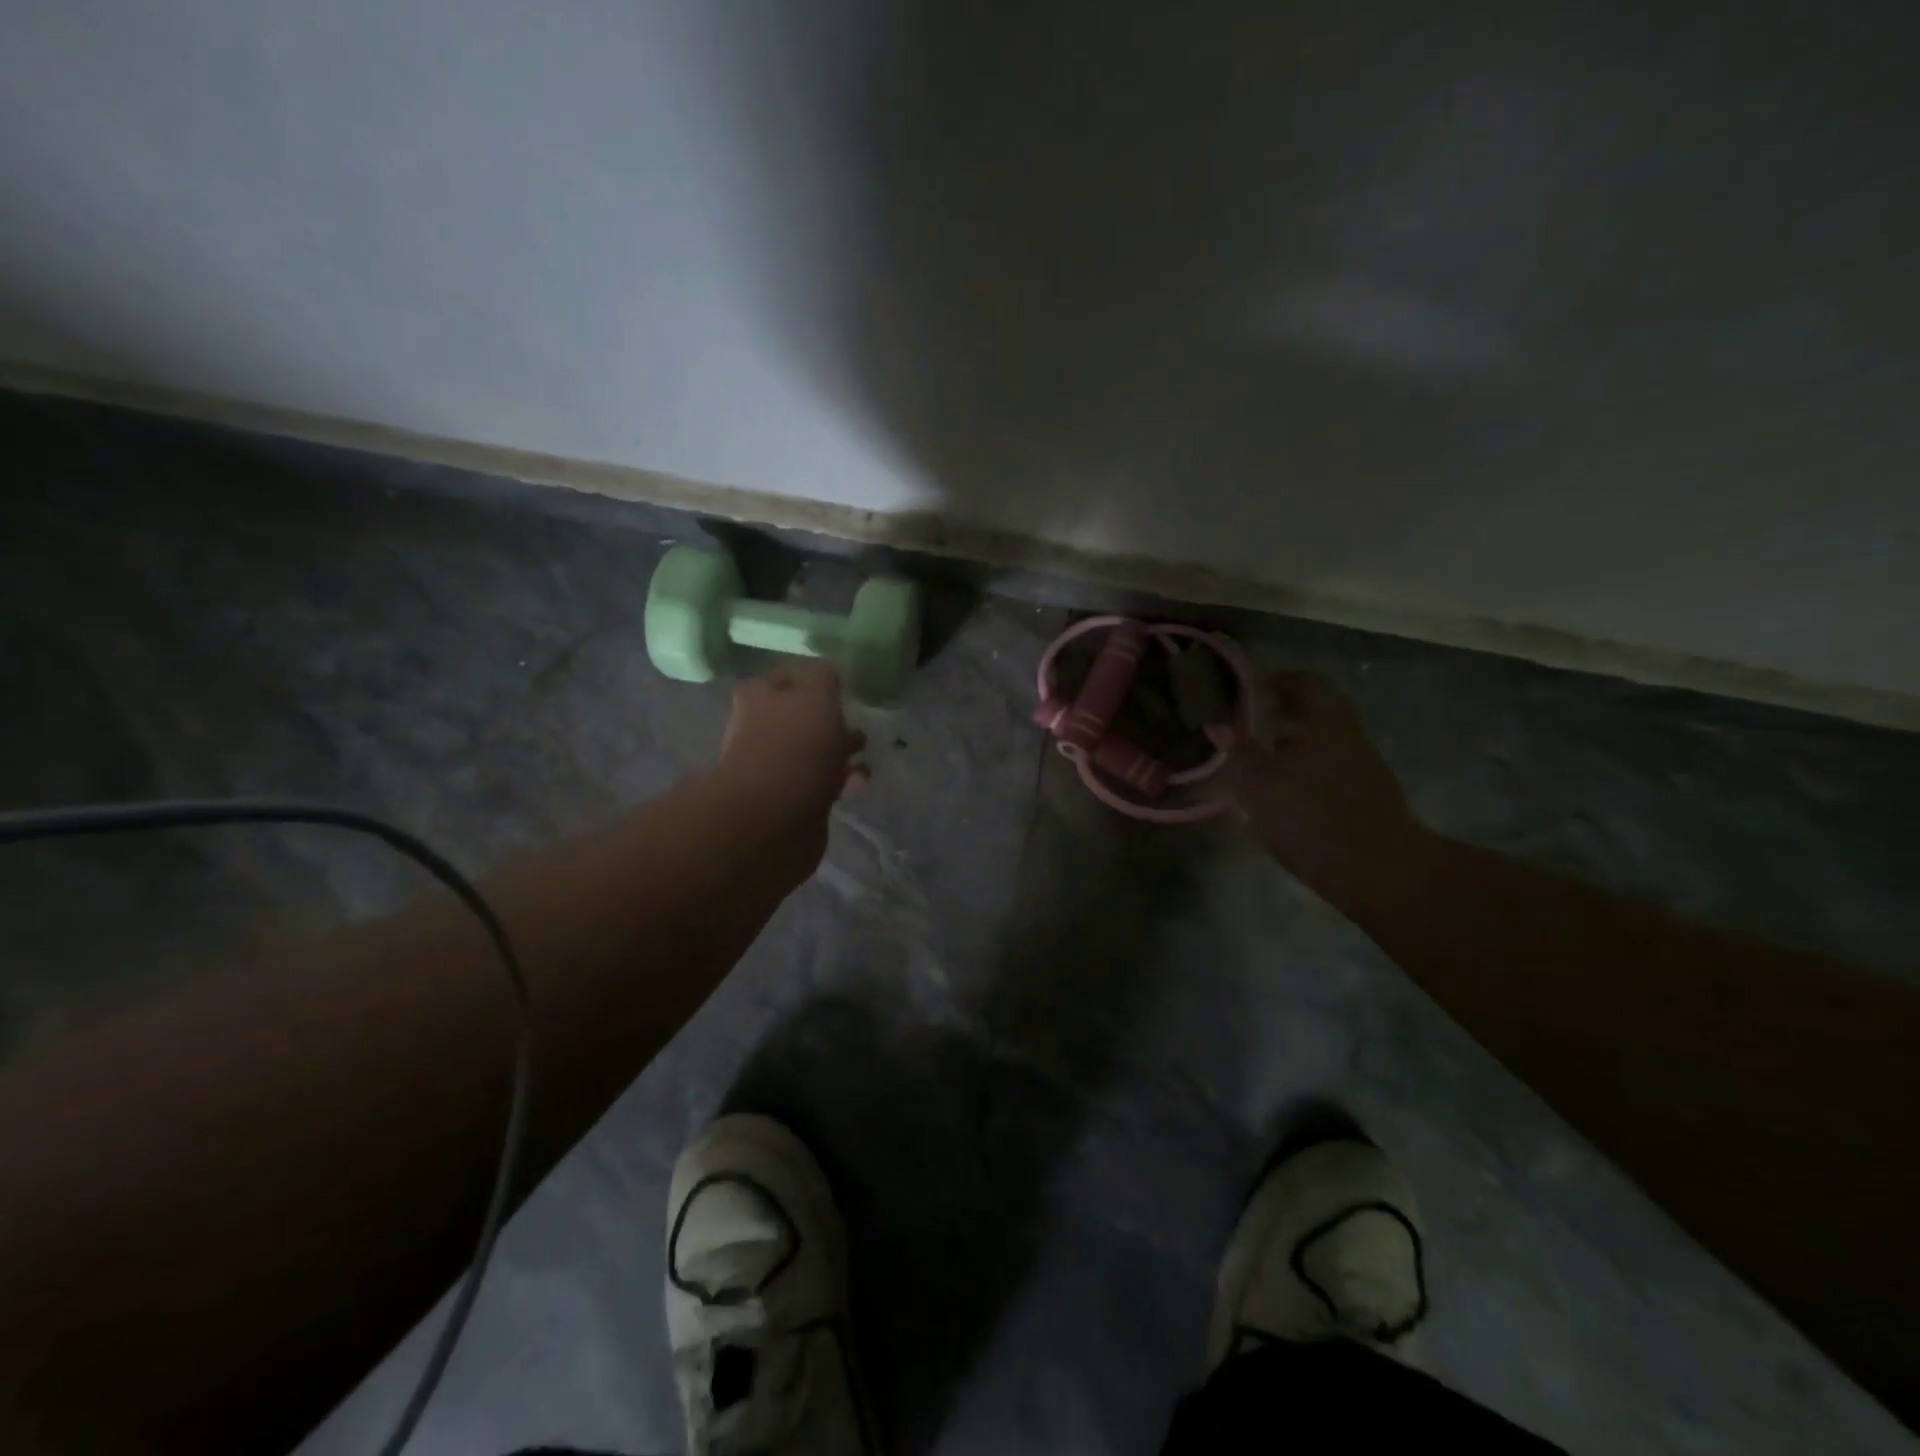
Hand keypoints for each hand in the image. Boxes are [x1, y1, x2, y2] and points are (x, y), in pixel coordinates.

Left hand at [717, 661, 868, 840]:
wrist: (775, 817)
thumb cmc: (796, 745)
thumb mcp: (817, 695)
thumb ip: (824, 676)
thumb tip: (828, 668)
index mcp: (759, 696)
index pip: (787, 676)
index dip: (812, 677)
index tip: (840, 683)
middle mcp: (759, 728)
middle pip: (798, 716)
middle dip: (828, 718)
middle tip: (857, 719)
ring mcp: (772, 767)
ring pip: (811, 751)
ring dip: (838, 751)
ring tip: (866, 754)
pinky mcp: (789, 800)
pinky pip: (819, 782)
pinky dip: (840, 780)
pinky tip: (859, 782)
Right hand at [1208, 672, 1427, 908]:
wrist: (1377, 871)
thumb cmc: (1311, 816)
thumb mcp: (1258, 785)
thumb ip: (1237, 752)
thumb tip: (1215, 725)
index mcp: (1328, 723)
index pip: (1307, 684)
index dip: (1281, 681)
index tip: (1256, 686)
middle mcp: (1351, 738)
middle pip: (1318, 715)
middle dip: (1286, 717)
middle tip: (1254, 724)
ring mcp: (1365, 770)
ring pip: (1324, 746)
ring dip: (1295, 748)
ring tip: (1263, 763)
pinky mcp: (1369, 800)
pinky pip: (1332, 772)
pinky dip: (1307, 773)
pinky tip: (1286, 796)